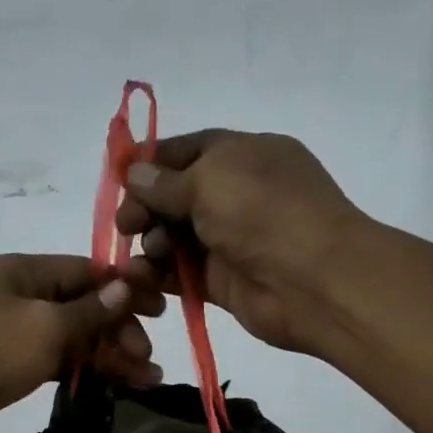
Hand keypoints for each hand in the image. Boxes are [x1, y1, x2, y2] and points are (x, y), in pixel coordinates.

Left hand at [0, 253, 164, 432]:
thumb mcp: (45, 327)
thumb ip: (89, 311)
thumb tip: (124, 289)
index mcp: (21, 271)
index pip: (83, 270)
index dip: (123, 288)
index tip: (159, 308)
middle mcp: (18, 294)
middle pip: (80, 305)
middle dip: (118, 329)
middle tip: (147, 356)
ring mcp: (13, 331)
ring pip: (71, 336)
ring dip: (108, 354)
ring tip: (147, 379)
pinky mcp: (10, 363)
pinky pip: (56, 359)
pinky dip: (84, 369)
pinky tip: (115, 383)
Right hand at [116, 130, 369, 354]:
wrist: (313, 281)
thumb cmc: (264, 214)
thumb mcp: (210, 181)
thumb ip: (166, 182)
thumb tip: (134, 172)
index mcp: (242, 155)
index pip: (187, 151)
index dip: (151, 163)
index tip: (118, 180)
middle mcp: (236, 194)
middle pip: (175, 196)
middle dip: (146, 207)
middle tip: (127, 226)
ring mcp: (230, 239)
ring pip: (175, 237)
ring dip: (150, 243)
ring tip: (146, 255)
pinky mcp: (222, 280)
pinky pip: (181, 273)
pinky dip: (159, 274)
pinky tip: (141, 278)